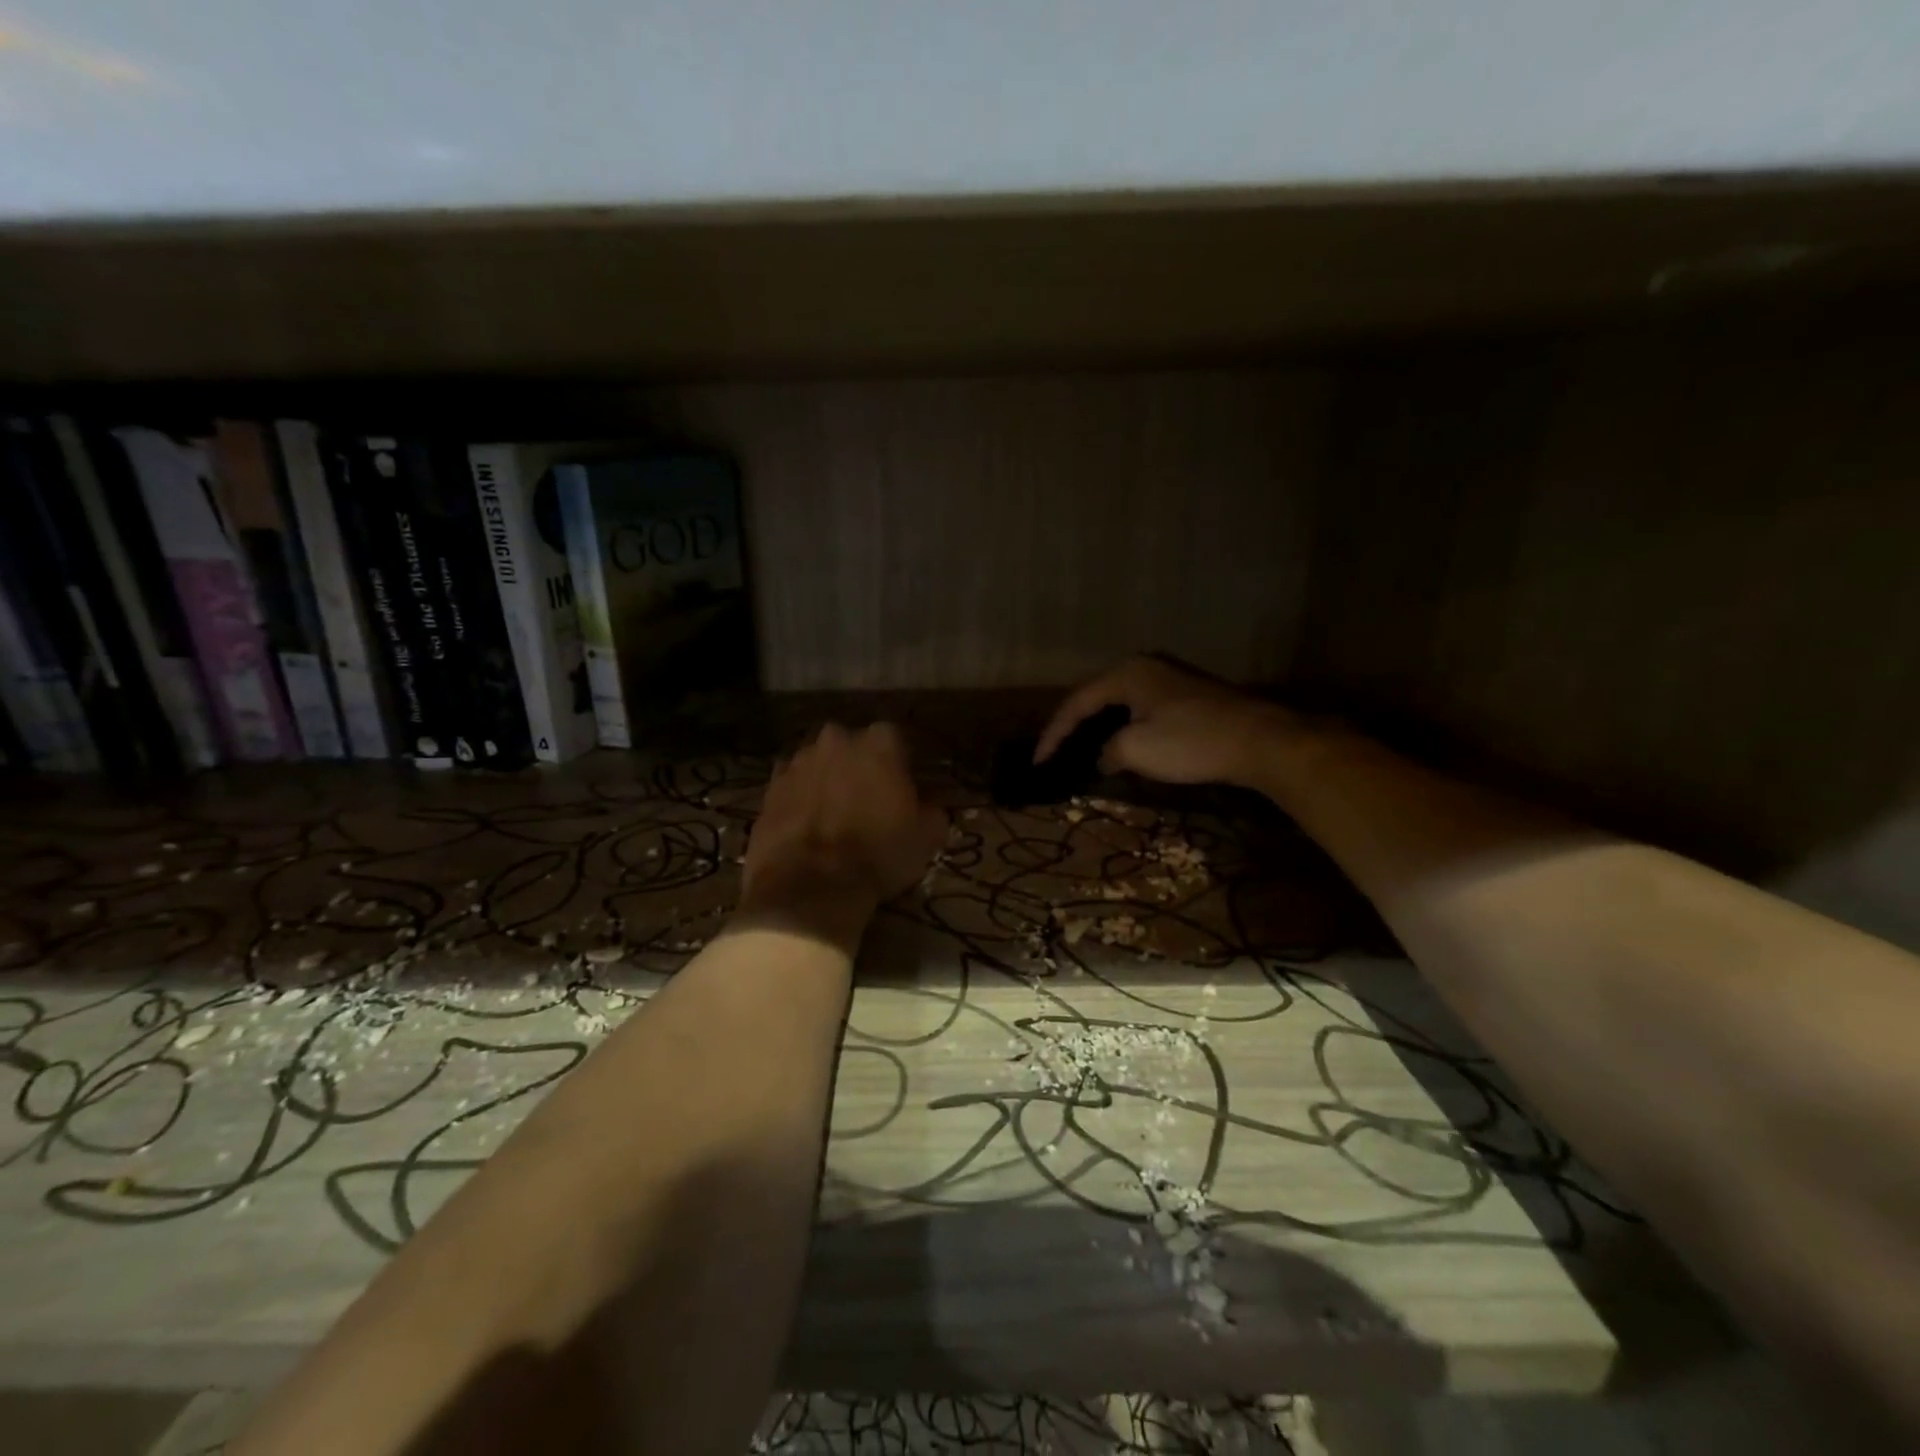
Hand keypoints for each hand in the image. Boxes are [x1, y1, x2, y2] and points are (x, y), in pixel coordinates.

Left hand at [741, 722, 947, 946]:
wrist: (808, 886)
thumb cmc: (878, 854)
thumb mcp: (927, 837)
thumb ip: (932, 811)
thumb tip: (928, 808)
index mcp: (879, 742)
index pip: (896, 741)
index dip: (900, 766)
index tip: (903, 790)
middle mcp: (836, 740)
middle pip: (852, 747)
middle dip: (858, 767)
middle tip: (866, 801)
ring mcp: (796, 761)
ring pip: (819, 764)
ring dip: (826, 781)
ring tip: (833, 817)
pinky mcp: (768, 788)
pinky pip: (791, 788)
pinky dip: (799, 801)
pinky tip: (807, 828)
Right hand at [1035, 655, 1296, 787]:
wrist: (1259, 741)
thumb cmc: (1191, 742)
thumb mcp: (1136, 750)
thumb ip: (1107, 752)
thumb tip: (1104, 758)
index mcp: (1126, 674)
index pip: (1076, 703)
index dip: (1053, 734)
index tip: (1038, 762)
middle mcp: (1144, 667)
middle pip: (1095, 697)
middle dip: (1072, 727)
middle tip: (1054, 753)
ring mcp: (1168, 679)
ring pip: (1119, 703)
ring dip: (1098, 728)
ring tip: (1079, 751)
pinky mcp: (1186, 695)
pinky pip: (1140, 709)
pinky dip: (1122, 727)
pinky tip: (1119, 746)